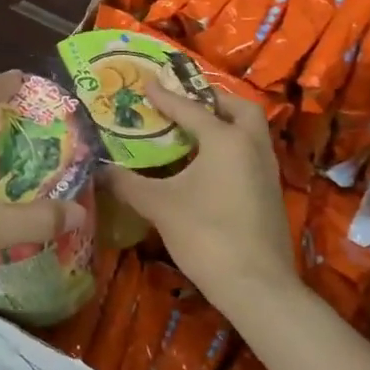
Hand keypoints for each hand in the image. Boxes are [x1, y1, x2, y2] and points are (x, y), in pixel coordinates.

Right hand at [102, 86, 296, 301]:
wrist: (256, 285)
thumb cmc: (205, 235)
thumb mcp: (159, 206)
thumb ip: (128, 183)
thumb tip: (99, 170)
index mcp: (226, 140)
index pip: (190, 109)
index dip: (165, 97)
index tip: (147, 84)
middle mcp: (251, 146)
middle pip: (238, 109)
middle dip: (213, 100)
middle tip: (186, 104)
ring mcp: (266, 171)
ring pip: (250, 132)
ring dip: (226, 123)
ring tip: (194, 131)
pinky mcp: (270, 193)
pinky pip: (251, 154)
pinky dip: (232, 147)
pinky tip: (209, 165)